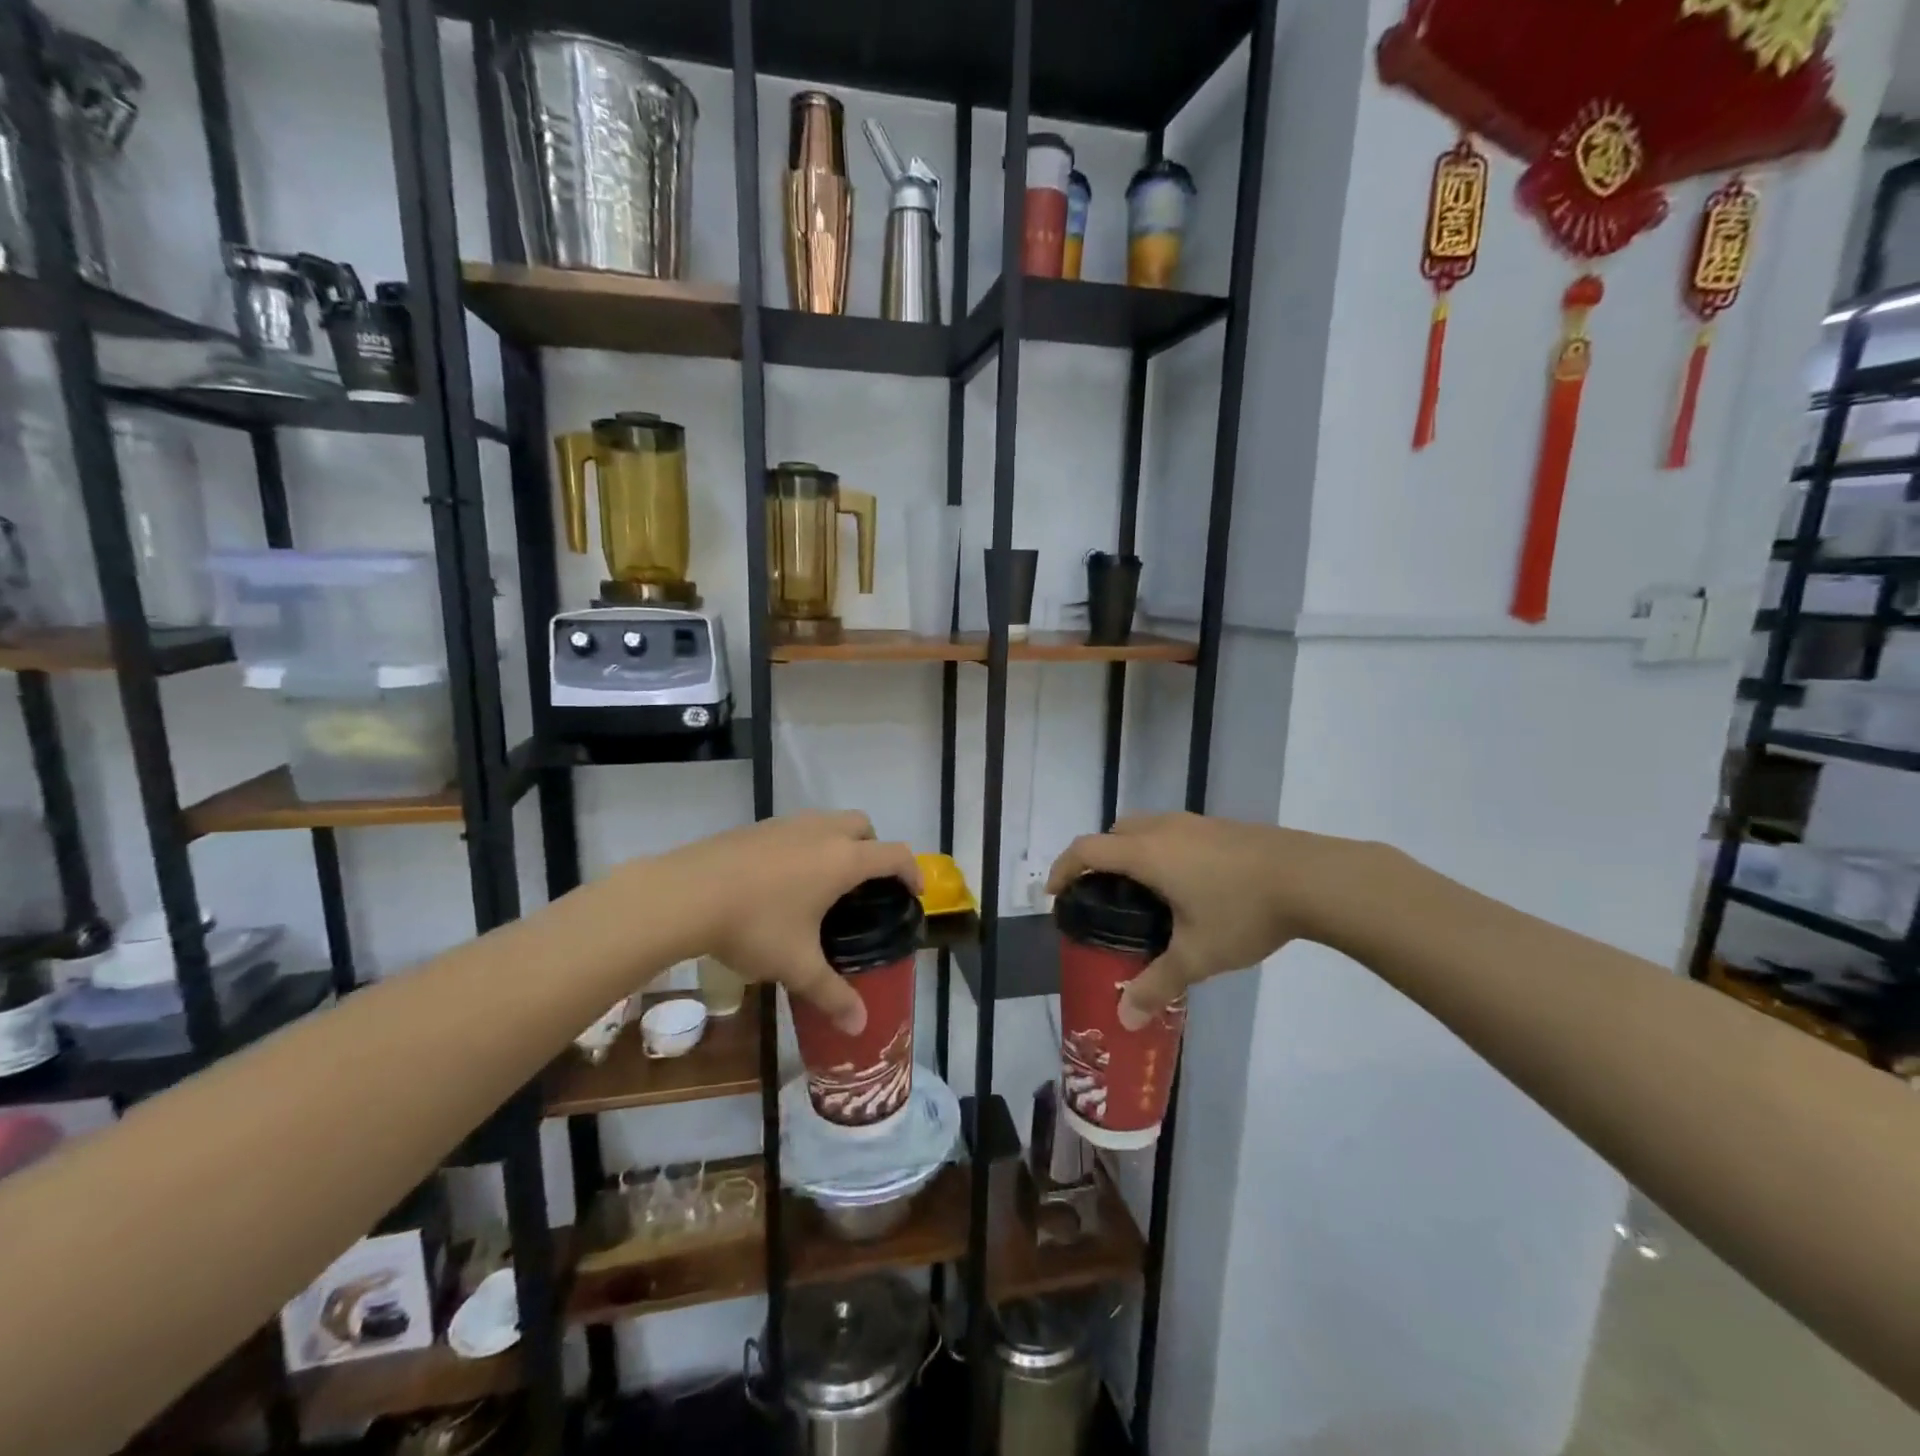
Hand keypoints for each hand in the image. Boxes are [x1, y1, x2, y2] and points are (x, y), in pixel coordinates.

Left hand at [661, 812, 918, 1035]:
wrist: (685, 893)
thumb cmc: (754, 926)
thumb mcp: (797, 965)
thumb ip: (832, 994)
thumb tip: (860, 1027)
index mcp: (843, 860)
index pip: (895, 854)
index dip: (912, 871)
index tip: (912, 893)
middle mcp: (821, 832)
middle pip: (863, 826)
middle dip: (873, 849)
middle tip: (865, 886)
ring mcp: (787, 824)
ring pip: (828, 822)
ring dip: (838, 843)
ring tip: (823, 883)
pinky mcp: (757, 826)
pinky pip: (796, 828)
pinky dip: (805, 845)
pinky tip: (782, 880)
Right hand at [1048, 812, 1368, 1028]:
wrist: (1312, 877)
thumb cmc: (1243, 911)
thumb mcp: (1197, 955)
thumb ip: (1157, 984)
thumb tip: (1125, 1019)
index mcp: (1146, 853)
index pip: (1087, 850)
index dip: (1064, 868)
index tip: (1055, 894)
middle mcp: (1163, 829)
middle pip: (1114, 832)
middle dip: (1097, 858)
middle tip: (1101, 895)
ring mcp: (1195, 823)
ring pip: (1145, 827)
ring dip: (1131, 851)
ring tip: (1141, 891)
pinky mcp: (1221, 827)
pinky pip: (1173, 832)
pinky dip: (1160, 850)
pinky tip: (1186, 884)